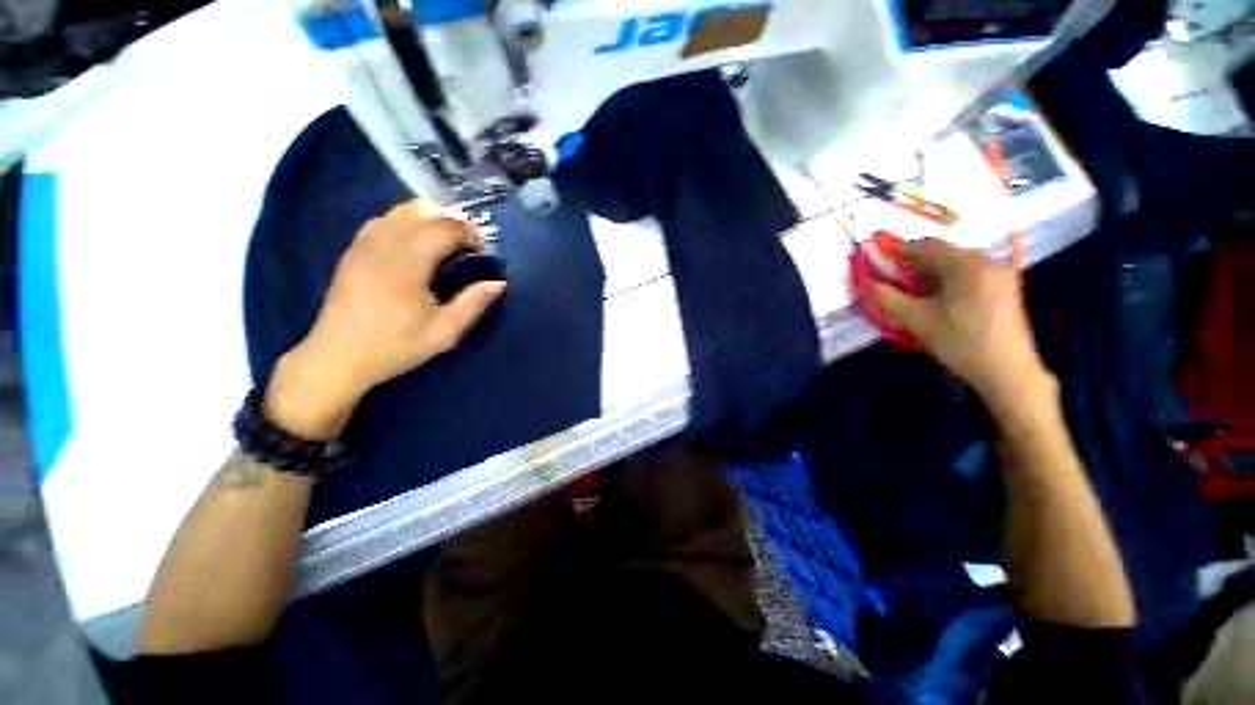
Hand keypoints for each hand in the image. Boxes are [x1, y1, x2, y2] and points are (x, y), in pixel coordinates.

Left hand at [264, 201, 506, 438]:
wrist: (338, 356)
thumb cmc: (395, 346)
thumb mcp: (443, 333)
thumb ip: (473, 304)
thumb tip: (499, 283)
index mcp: (405, 267)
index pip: (441, 230)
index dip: (466, 231)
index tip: (484, 244)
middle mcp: (382, 247)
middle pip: (422, 216)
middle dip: (453, 220)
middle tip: (473, 237)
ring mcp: (363, 246)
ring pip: (400, 213)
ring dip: (430, 216)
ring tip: (450, 233)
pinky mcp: (353, 250)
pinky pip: (383, 220)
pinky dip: (407, 219)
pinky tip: (418, 234)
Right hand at [869, 238, 1051, 422]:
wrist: (1006, 370)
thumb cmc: (959, 342)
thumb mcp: (916, 320)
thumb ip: (887, 298)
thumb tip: (867, 282)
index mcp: (967, 265)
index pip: (928, 246)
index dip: (901, 251)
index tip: (882, 261)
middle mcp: (988, 262)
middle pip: (945, 254)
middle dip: (917, 264)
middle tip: (898, 282)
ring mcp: (1001, 275)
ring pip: (959, 264)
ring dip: (935, 273)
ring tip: (919, 294)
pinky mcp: (1007, 289)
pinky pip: (973, 274)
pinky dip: (952, 281)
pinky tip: (943, 299)